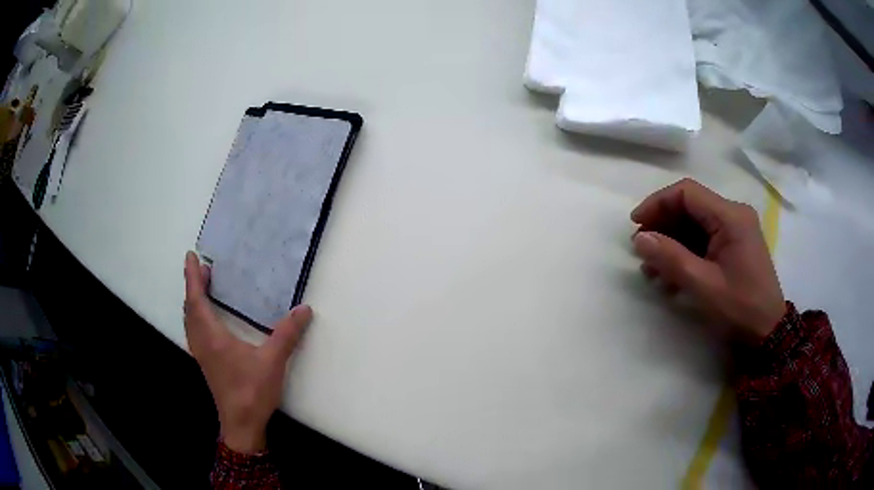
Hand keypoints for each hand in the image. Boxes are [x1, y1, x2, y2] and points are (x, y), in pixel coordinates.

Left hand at [183, 252, 312, 453]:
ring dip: (193, 302)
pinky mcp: (206, 364)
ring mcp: (202, 355)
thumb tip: (304, 310)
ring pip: (190, 322)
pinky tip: (207, 322)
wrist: (242, 424)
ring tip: (202, 290)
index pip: (196, 300)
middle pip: (190, 309)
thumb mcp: (273, 362)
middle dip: (193, 286)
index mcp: (212, 336)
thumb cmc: (252, 391)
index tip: (191, 257)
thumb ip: (287, 334)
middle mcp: (202, 342)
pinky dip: (196, 318)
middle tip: (202, 270)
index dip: (192, 277)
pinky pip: (194, 333)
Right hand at [630, 179, 785, 340]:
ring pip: (695, 224)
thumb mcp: (703, 285)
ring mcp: (735, 229)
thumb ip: (671, 258)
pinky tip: (672, 275)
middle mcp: (734, 214)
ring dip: (671, 242)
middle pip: (690, 206)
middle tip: (642, 251)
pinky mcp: (734, 245)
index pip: (687, 193)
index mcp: (730, 216)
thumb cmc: (739, 307)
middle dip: (662, 226)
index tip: (635, 225)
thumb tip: (639, 239)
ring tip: (652, 269)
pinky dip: (685, 252)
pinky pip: (704, 239)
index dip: (657, 204)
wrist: (767, 331)